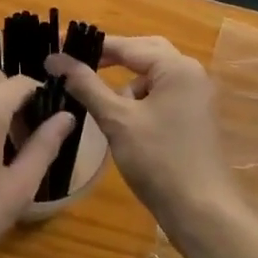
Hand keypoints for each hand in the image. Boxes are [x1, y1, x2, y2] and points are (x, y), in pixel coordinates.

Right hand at [47, 36, 234, 232]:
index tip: (61, 48)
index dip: (93, 47)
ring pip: (153, 76)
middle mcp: (190, 73)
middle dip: (113, 60)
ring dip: (127, 84)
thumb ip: (86, 85)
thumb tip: (55, 59)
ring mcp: (196, 96)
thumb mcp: (117, 120)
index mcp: (176, 67)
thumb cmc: (158, 161)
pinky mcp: (195, 116)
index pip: (128, 45)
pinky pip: (162, 94)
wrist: (202, 212)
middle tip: (80, 68)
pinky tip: (124, 122)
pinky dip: (140, 100)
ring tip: (103, 105)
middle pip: (144, 53)